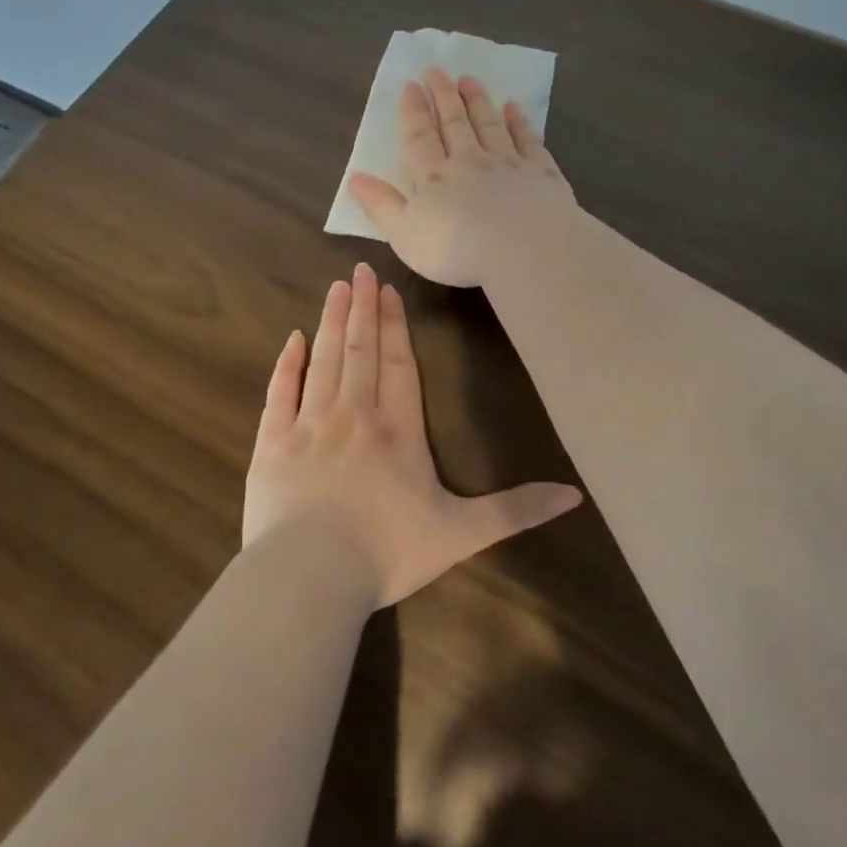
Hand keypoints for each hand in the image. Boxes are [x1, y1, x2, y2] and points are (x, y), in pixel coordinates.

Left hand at [243, 261, 582, 606]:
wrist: (309, 576)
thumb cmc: (388, 552)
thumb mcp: (462, 533)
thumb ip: (515, 510)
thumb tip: (574, 495)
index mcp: (398, 431)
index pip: (399, 365)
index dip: (395, 326)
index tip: (387, 290)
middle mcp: (354, 415)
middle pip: (360, 351)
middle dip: (362, 309)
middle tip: (360, 270)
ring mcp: (309, 425)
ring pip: (324, 360)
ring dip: (330, 322)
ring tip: (336, 288)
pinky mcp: (272, 443)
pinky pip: (280, 392)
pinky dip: (287, 364)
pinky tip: (293, 339)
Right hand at [347, 67, 577, 288]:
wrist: (526, 250)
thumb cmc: (457, 251)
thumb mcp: (405, 234)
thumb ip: (381, 205)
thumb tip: (355, 177)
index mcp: (434, 177)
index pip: (420, 137)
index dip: (414, 111)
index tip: (410, 85)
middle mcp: (470, 161)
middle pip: (454, 123)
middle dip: (443, 95)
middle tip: (436, 70)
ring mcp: (508, 163)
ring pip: (489, 124)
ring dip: (477, 101)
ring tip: (469, 79)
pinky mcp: (541, 172)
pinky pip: (528, 140)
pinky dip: (519, 122)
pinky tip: (513, 108)